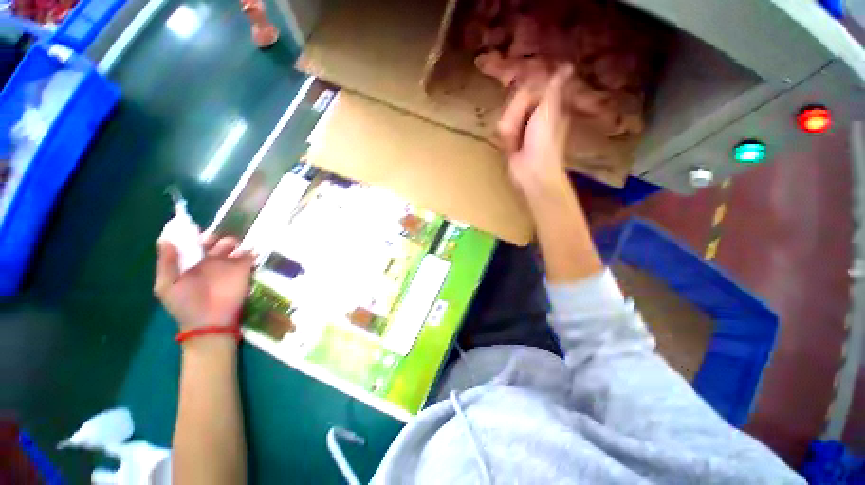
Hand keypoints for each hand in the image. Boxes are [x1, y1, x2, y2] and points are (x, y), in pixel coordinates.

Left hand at [154, 235, 254, 331]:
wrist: (209, 322)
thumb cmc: (185, 305)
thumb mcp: (167, 285)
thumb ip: (167, 263)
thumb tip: (165, 239)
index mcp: (190, 262)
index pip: (192, 242)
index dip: (192, 234)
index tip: (193, 231)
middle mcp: (209, 260)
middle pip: (213, 240)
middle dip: (213, 236)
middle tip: (210, 243)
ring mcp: (228, 264)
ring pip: (232, 244)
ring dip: (230, 241)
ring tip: (228, 248)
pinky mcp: (244, 269)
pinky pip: (250, 254)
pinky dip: (250, 249)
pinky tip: (245, 250)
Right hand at [497, 64, 572, 197]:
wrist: (531, 171)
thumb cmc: (544, 141)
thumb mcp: (549, 110)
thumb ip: (553, 87)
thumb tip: (567, 65)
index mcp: (550, 104)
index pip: (535, 85)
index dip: (526, 86)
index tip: (518, 86)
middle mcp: (537, 113)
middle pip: (518, 99)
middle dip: (515, 111)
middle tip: (519, 124)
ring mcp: (523, 127)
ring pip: (508, 114)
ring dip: (510, 126)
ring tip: (515, 139)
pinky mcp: (512, 139)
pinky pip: (503, 129)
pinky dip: (506, 137)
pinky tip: (511, 146)